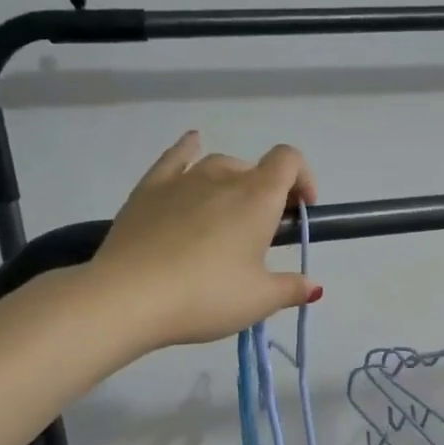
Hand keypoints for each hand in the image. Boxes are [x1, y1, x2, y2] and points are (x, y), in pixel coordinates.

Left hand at [92, 132, 319, 346]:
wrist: (129, 297)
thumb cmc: (206, 296)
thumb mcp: (258, 301)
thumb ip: (292, 289)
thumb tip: (314, 287)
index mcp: (256, 199)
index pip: (289, 161)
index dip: (303, 179)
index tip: (301, 212)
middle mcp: (222, 178)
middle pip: (255, 169)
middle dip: (268, 192)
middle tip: (263, 233)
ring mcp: (182, 180)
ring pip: (218, 165)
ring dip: (234, 181)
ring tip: (229, 214)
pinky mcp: (148, 190)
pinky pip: (175, 158)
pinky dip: (188, 148)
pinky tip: (192, 144)